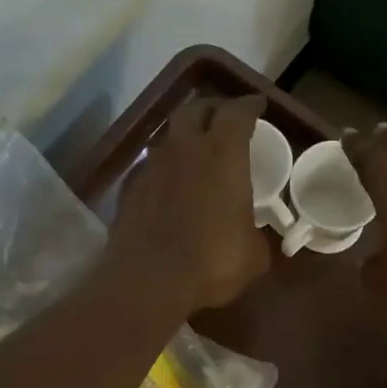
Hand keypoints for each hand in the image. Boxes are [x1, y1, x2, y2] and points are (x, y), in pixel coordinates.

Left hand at [107, 94, 269, 313]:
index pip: (237, 112)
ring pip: (168, 135)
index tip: (257, 106)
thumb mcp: (253, 254)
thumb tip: (254, 236)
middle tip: (224, 119)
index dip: (249, 105)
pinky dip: (163, 167)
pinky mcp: (128, 188)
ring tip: (194, 150)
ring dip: (183, 136)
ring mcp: (151, 166)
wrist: (149, 281)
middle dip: (213, 109)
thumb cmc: (213, 262)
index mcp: (223, 154)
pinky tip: (168, 184)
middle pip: (196, 109)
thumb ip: (256, 234)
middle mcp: (184, 148)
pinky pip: (149, 165)